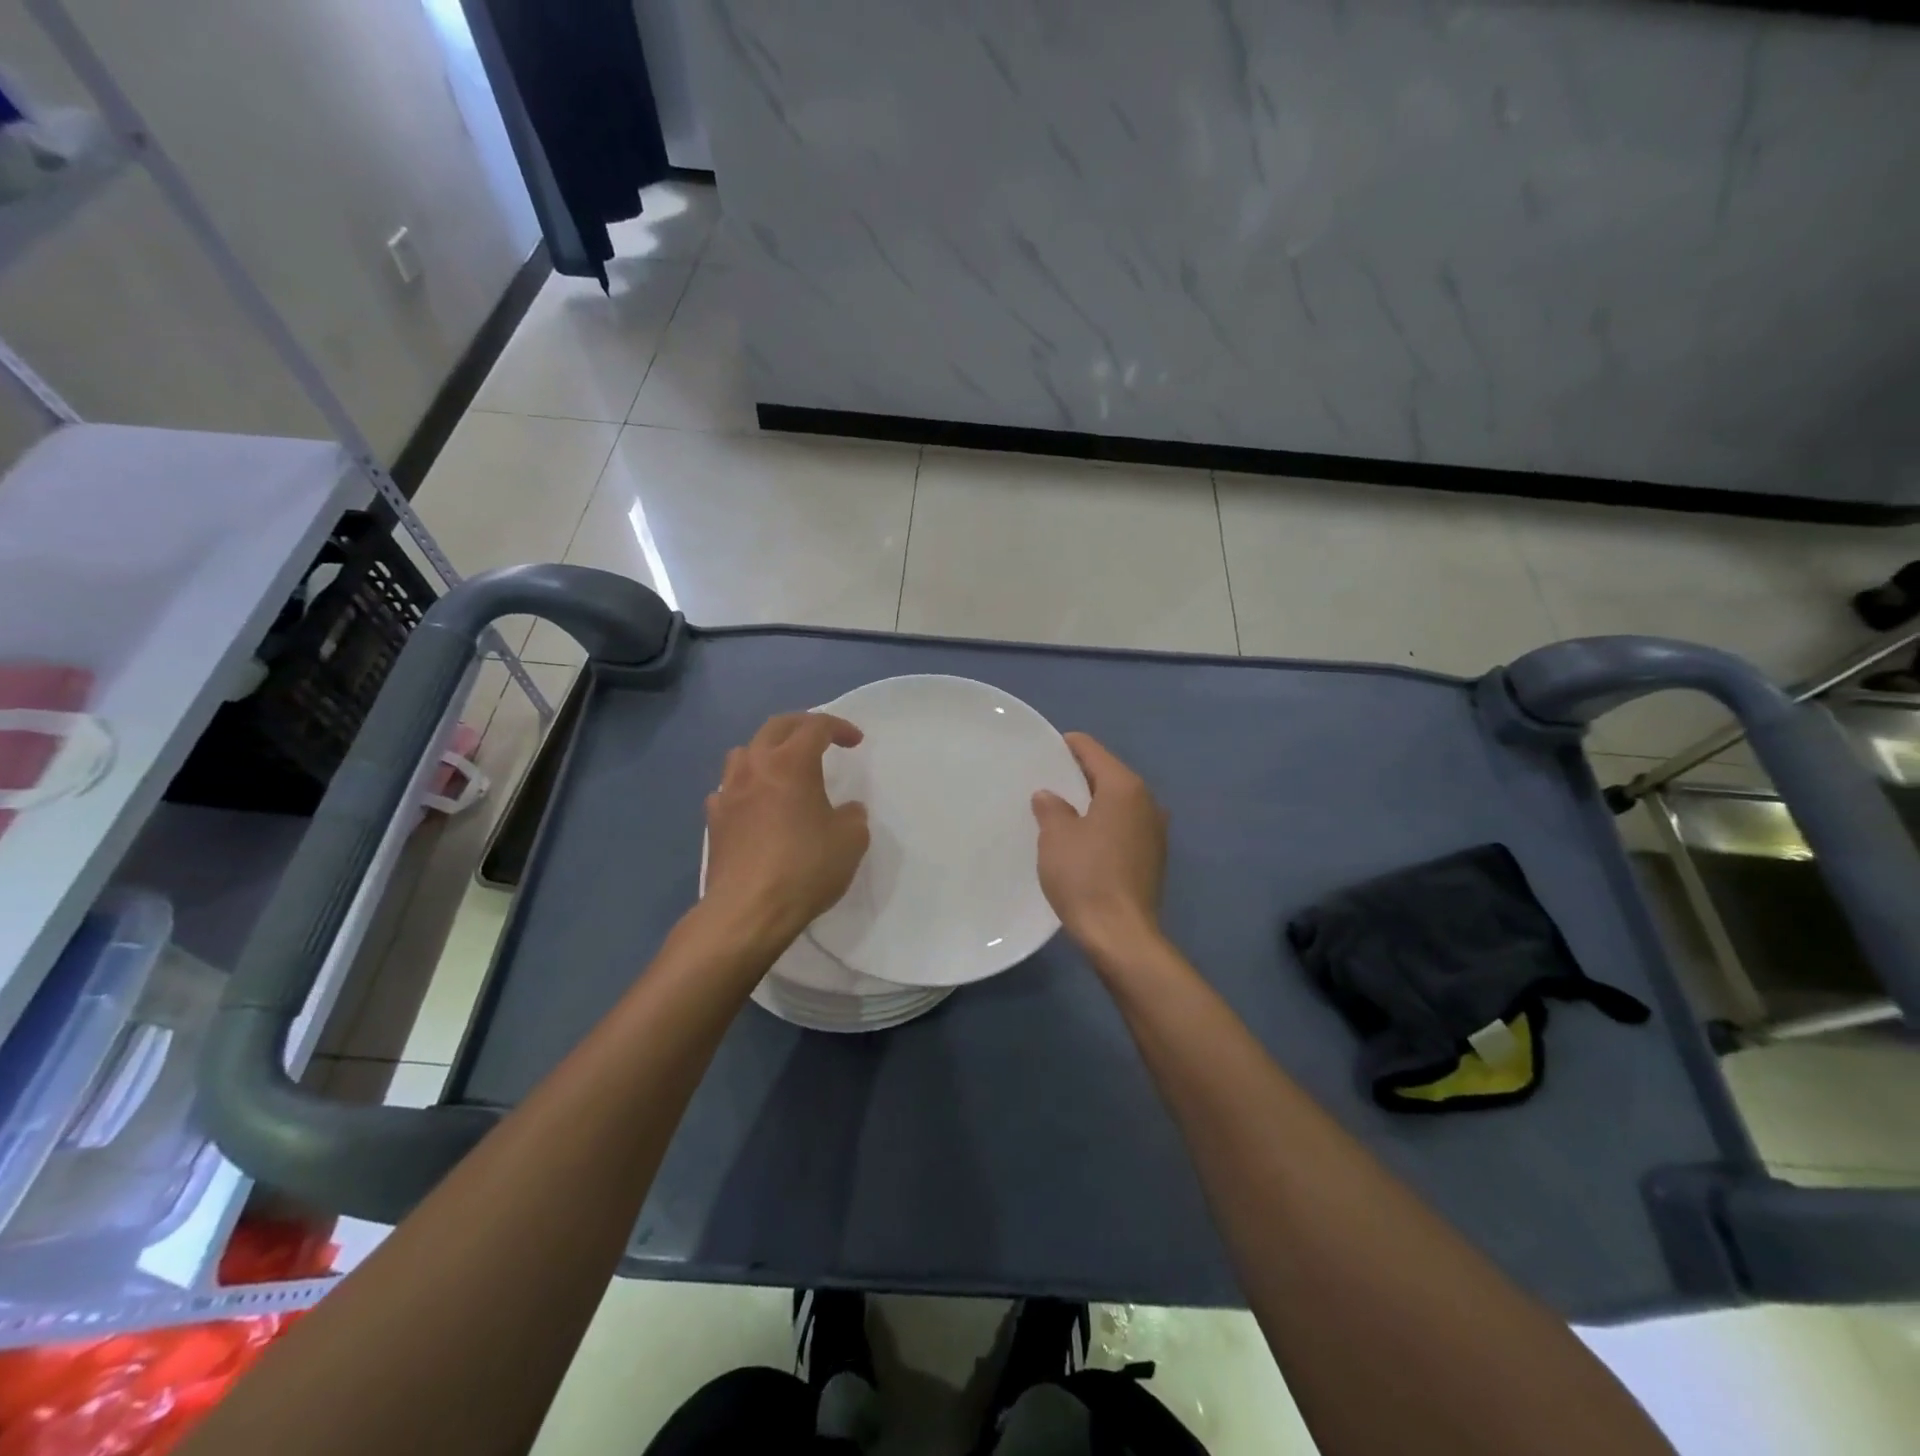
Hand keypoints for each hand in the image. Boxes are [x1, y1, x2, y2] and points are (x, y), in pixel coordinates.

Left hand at [703, 712, 869, 948]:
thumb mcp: (851, 840)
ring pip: (745, 752)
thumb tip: (846, 810)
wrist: (748, 910)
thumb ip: (853, 816)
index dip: (839, 728)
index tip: (856, 742)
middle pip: (776, 727)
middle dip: (802, 726)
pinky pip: (729, 789)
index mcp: (791, 762)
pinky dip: (745, 787)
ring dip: (768, 751)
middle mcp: (755, 766)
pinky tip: (755, 805)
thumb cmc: (805, 867)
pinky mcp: (714, 820)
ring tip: (783, 768)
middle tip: (822, 738)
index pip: (816, 726)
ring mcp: (728, 792)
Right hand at [1032, 732, 1167, 954]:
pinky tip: (1082, 840)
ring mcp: (1155, 831)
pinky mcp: (1153, 858)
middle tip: (1046, 781)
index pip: (1092, 751)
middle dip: (1079, 776)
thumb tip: (1050, 796)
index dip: (1067, 746)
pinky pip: (1124, 827)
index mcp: (1125, 787)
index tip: (1044, 750)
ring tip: (1061, 811)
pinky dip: (1104, 825)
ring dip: (1092, 803)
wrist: (1121, 935)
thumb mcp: (1056, 837)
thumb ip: (1052, 808)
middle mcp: (1147, 802)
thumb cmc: (1085, 876)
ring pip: (1118, 803)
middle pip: (1109, 775)